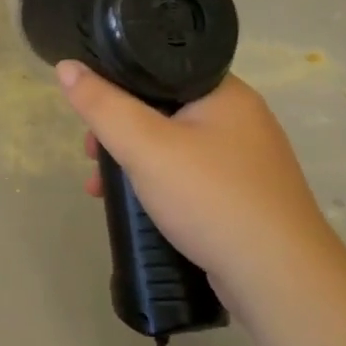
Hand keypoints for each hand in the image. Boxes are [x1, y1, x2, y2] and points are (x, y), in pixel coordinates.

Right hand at [57, 63, 345, 345]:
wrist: (280, 279)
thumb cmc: (211, 197)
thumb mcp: (145, 146)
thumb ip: (102, 105)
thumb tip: (66, 66)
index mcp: (225, 92)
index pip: (160, 68)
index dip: (117, 84)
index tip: (90, 113)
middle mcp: (241, 119)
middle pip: (162, 108)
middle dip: (119, 131)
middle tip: (92, 155)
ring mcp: (246, 160)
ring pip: (173, 146)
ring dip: (133, 162)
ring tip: (101, 188)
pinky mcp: (245, 196)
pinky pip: (189, 176)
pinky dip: (158, 185)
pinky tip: (138, 208)